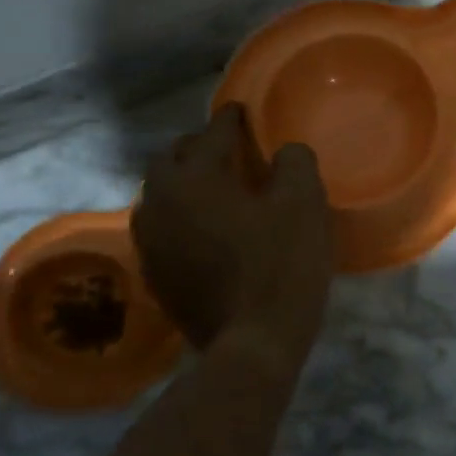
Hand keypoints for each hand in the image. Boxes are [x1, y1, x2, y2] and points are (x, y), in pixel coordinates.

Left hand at [131, 104, 333, 358]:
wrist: (252, 345)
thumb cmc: (280, 266)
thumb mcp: (304, 203)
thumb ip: (294, 162)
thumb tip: (284, 152)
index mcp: (193, 178)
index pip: (212, 134)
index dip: (232, 120)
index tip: (243, 111)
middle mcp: (159, 202)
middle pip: (172, 159)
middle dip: (198, 147)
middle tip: (228, 150)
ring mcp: (151, 242)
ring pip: (162, 194)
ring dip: (185, 182)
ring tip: (216, 187)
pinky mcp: (155, 274)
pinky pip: (163, 227)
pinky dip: (182, 216)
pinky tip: (207, 228)